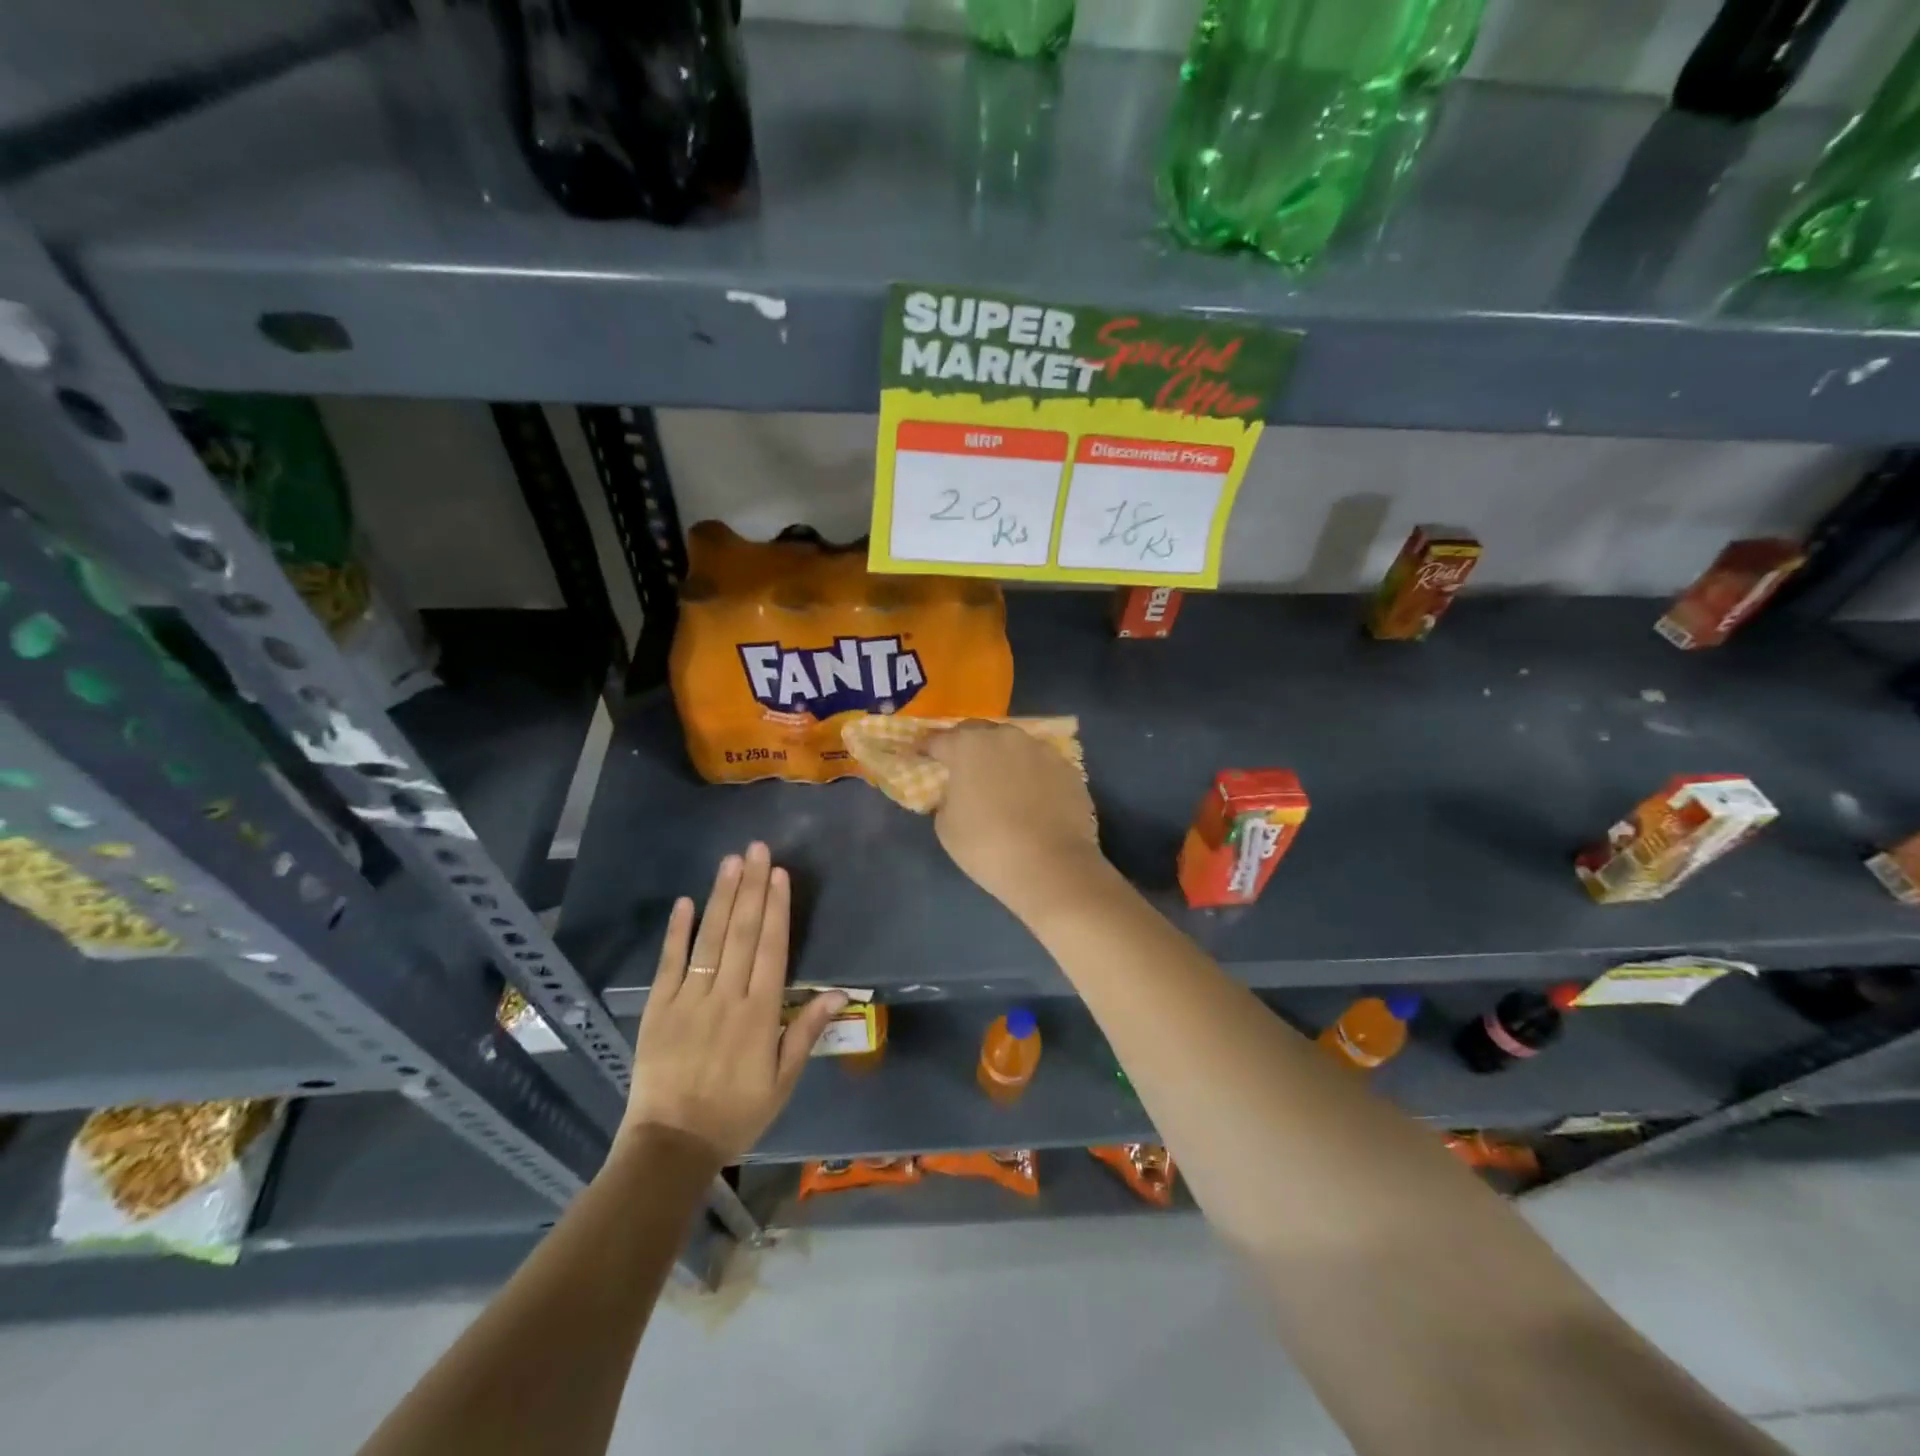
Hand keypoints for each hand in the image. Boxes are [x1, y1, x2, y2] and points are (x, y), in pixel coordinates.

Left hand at [623, 842, 845, 1163]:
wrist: (672, 1145)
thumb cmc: (737, 1112)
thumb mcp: (783, 1081)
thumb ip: (807, 1031)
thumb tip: (841, 992)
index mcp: (760, 1014)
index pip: (771, 949)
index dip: (776, 909)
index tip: (779, 874)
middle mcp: (726, 997)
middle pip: (741, 934)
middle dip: (751, 888)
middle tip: (757, 849)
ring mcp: (689, 1000)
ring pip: (709, 940)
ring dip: (721, 898)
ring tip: (730, 862)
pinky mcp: (658, 1009)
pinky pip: (669, 964)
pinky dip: (677, 932)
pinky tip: (686, 901)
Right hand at [927, 721, 1107, 922]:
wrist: (1052, 867)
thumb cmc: (987, 846)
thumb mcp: (946, 826)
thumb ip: (946, 798)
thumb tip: (957, 791)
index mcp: (968, 745)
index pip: (939, 740)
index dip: (927, 749)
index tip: (920, 757)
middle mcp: (1006, 737)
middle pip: (979, 734)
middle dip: (967, 747)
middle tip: (962, 768)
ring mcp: (1041, 750)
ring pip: (1014, 747)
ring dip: (1003, 759)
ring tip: (1001, 783)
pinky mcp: (1068, 769)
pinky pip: (1040, 767)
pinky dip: (1031, 776)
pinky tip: (1031, 799)